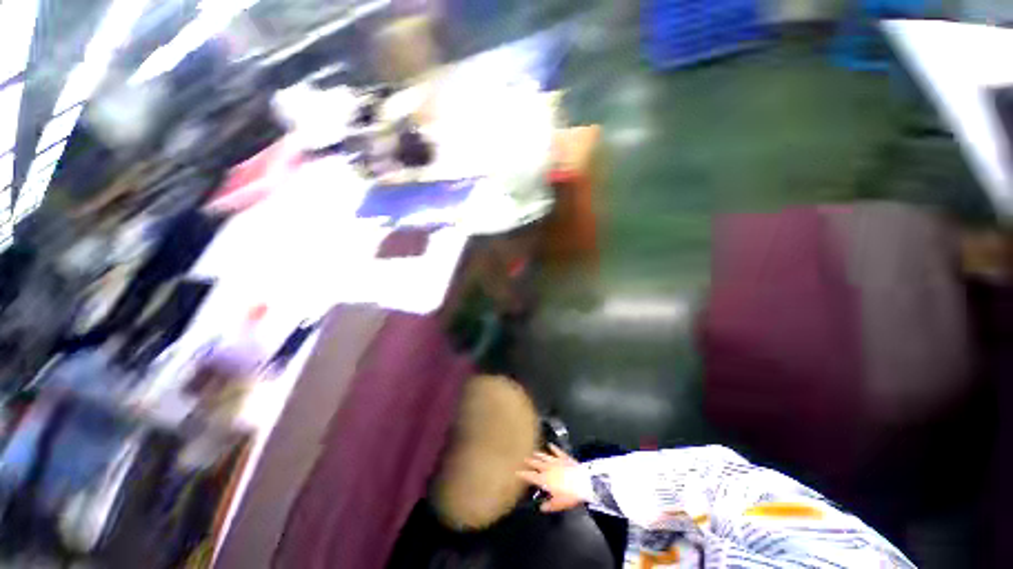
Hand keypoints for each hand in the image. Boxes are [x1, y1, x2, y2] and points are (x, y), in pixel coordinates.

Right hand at [517, 444, 586, 512]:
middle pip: (535, 463)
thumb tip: (541, 507)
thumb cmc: (570, 495)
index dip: (522, 474)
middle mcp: (547, 468)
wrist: (583, 482)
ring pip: (544, 456)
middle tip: (523, 458)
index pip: (530, 476)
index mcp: (544, 479)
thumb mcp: (558, 504)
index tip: (516, 472)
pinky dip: (553, 447)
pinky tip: (550, 444)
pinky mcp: (564, 457)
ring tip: (533, 452)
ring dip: (538, 454)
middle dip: (529, 461)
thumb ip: (549, 505)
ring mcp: (555, 460)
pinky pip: (557, 451)